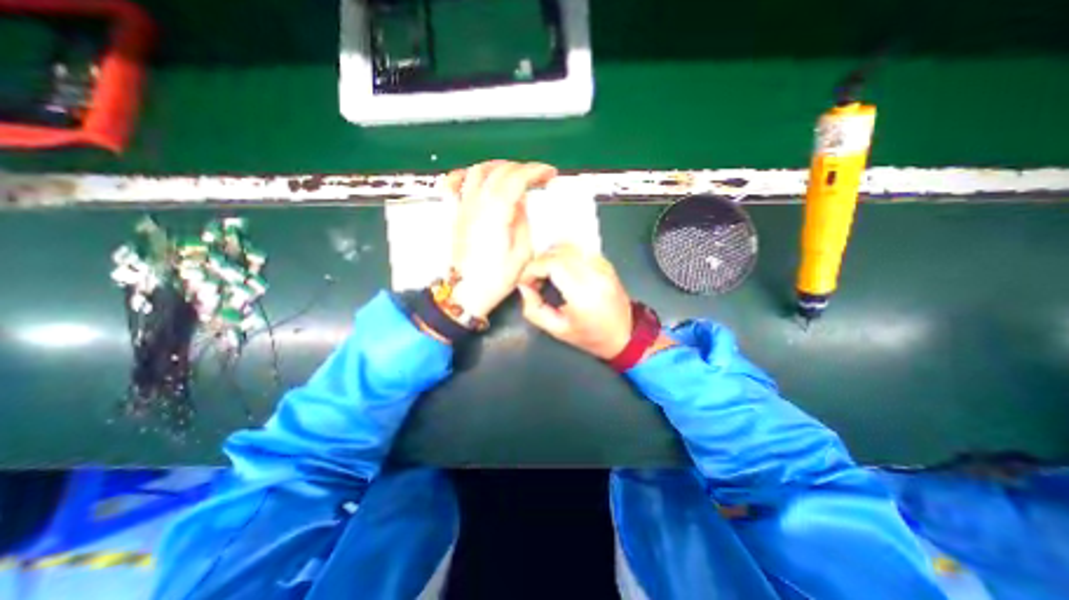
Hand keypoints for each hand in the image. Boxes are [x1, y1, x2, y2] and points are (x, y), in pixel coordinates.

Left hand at [442, 159, 558, 317]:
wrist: (467, 292)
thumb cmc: (495, 278)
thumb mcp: (522, 253)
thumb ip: (522, 221)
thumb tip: (520, 201)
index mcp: (497, 213)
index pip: (517, 178)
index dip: (536, 171)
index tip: (549, 174)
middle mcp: (477, 204)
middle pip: (499, 170)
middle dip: (523, 168)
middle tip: (537, 176)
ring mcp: (463, 207)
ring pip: (477, 171)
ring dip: (498, 166)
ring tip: (514, 172)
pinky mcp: (455, 214)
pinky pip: (454, 185)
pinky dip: (466, 174)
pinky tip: (475, 176)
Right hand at [514, 243, 627, 357]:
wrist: (626, 334)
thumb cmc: (590, 337)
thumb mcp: (557, 330)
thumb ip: (534, 309)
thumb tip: (524, 287)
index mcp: (582, 295)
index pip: (552, 264)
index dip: (533, 268)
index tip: (526, 281)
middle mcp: (594, 275)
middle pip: (559, 251)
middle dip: (540, 262)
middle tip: (534, 279)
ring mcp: (603, 266)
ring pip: (570, 246)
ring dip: (552, 255)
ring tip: (546, 273)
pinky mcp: (606, 263)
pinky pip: (580, 249)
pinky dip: (565, 255)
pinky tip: (561, 270)